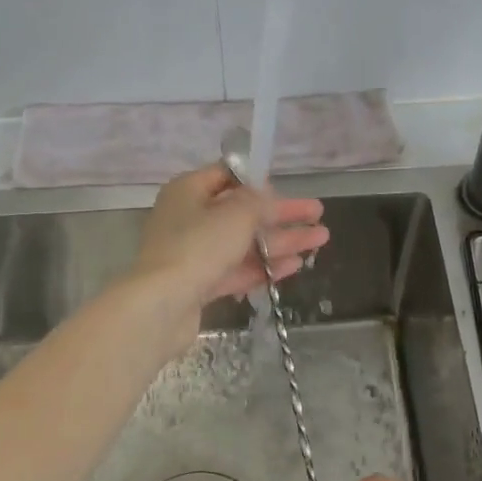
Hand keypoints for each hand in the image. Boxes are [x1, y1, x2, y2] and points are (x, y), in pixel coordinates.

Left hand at [127, 164, 327, 338]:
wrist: (162, 305)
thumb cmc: (198, 247)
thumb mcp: (236, 214)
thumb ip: (258, 201)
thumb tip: (266, 196)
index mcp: (189, 191)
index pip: (227, 175)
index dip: (258, 180)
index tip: (285, 188)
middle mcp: (189, 218)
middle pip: (242, 212)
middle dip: (281, 214)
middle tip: (317, 214)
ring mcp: (194, 254)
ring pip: (244, 243)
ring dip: (281, 241)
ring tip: (320, 240)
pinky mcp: (200, 284)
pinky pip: (237, 269)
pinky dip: (265, 266)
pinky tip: (295, 266)